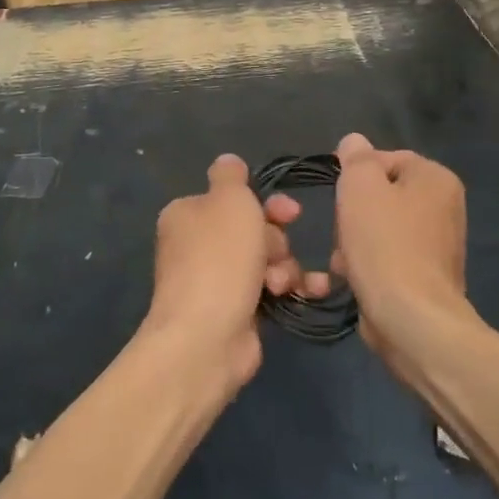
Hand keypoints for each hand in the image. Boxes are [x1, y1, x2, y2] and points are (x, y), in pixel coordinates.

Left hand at [144, 155, 328, 391]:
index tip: (290, 211)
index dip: (266, 202)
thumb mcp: (229, 199)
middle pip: (252, 229)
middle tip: (277, 251)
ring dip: (284, 266)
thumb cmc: (220, 257)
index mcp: (188, 214)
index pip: (232, 198)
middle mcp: (197, 246)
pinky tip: (310, 292)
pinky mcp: (234, 312)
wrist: (207, 336)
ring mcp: (214, 281)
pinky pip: (269, 290)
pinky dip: (290, 289)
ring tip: (280, 283)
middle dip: (275, 239)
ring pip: (265, 260)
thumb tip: (228, 162)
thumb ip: (231, 175)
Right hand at [331, 133, 470, 372]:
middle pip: (382, 194)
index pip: (387, 158)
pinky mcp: (426, 277)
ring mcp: (438, 245)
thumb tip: (354, 142)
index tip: (337, 194)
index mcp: (436, 178)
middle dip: (354, 211)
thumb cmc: (384, 243)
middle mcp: (445, 207)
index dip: (355, 173)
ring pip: (380, 227)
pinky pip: (388, 256)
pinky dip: (368, 263)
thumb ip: (356, 157)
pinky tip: (354, 277)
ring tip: (344, 259)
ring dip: (354, 240)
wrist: (411, 319)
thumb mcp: (360, 186)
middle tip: (342, 229)